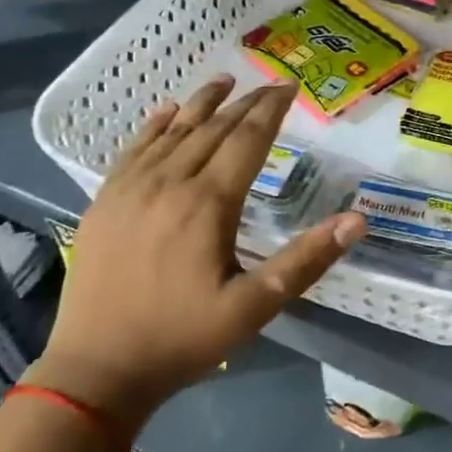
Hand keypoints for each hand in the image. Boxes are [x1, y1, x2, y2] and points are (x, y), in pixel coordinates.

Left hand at [28, 77, 365, 427]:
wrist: (94, 371)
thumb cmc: (181, 338)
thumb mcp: (254, 306)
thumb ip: (306, 260)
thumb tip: (357, 220)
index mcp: (208, 204)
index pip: (246, 140)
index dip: (270, 111)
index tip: (290, 88)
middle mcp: (169, 183)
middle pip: (212, 129)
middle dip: (245, 103)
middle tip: (269, 85)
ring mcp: (130, 190)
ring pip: (172, 132)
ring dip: (201, 103)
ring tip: (223, 80)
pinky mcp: (104, 203)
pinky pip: (133, 150)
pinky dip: (153, 126)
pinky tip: (165, 111)